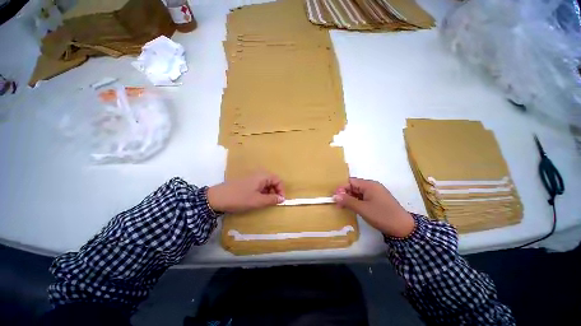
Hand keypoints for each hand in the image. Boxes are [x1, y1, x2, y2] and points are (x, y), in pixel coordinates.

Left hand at [207, 173, 284, 213]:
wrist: (216, 198)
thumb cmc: (239, 198)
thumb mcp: (257, 201)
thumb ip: (271, 199)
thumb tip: (282, 199)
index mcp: (263, 176)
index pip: (278, 180)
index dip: (281, 190)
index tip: (281, 201)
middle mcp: (258, 174)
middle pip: (272, 181)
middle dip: (275, 192)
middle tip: (273, 203)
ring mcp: (252, 178)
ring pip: (265, 184)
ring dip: (268, 193)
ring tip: (265, 203)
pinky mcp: (246, 182)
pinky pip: (258, 186)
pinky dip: (261, 192)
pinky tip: (257, 200)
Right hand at [333, 178, 414, 237]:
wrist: (403, 228)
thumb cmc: (381, 215)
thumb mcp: (362, 208)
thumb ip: (347, 201)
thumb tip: (334, 196)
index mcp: (369, 185)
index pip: (351, 181)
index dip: (341, 188)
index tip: (334, 197)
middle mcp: (372, 186)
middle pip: (354, 186)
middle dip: (344, 193)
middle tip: (337, 203)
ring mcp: (375, 193)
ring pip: (358, 192)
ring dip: (350, 198)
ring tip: (342, 206)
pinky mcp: (377, 200)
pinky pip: (363, 197)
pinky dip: (356, 201)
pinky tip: (351, 207)